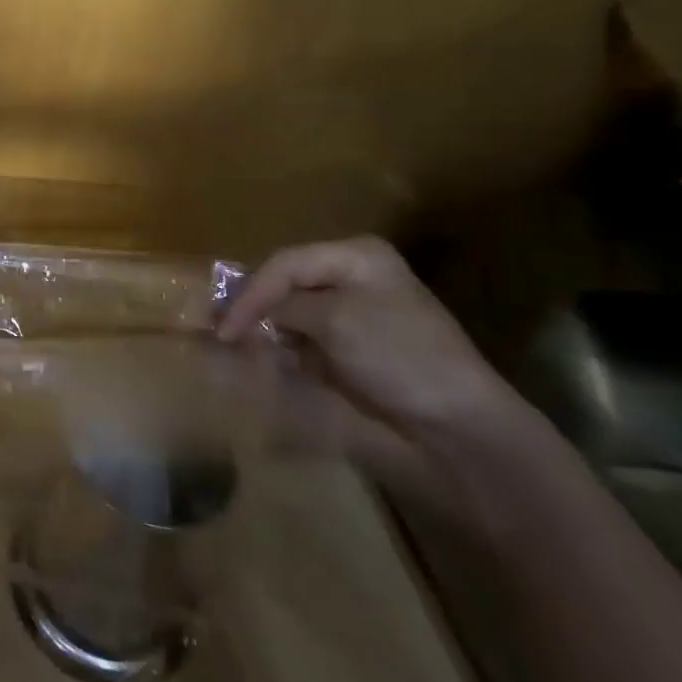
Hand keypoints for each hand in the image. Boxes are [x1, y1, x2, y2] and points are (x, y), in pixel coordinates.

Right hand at [215, 236, 531, 494]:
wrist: (460, 424)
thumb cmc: (398, 356)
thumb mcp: (333, 320)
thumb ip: (281, 306)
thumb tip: (240, 313)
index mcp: (356, 257)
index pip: (284, 264)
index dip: (250, 293)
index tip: (226, 329)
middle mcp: (354, 276)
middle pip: (285, 283)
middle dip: (253, 307)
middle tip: (221, 331)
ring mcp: (354, 312)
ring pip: (291, 311)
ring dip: (265, 328)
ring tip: (236, 345)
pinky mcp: (353, 347)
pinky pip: (305, 337)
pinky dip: (284, 347)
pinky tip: (268, 358)